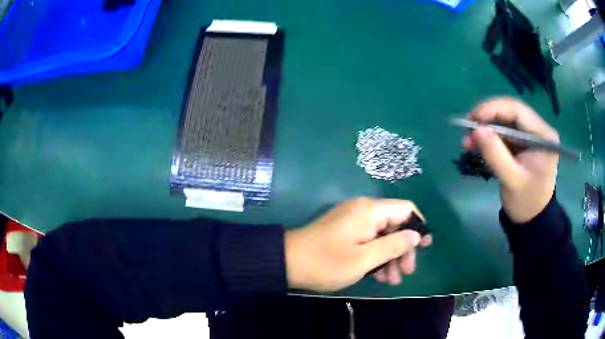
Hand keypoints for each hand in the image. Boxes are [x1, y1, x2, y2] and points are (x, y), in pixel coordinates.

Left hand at [285, 198, 431, 291]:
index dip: (419, 226)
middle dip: (403, 249)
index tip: (425, 247)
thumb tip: (416, 235)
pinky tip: (380, 276)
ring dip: (391, 257)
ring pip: (383, 236)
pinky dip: (377, 257)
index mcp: (370, 211)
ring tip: (392, 281)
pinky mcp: (346, 232)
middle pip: (395, 225)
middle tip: (406, 273)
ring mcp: (353, 221)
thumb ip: (393, 245)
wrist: (287, 263)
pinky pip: (369, 241)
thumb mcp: (364, 259)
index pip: (406, 209)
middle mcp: (364, 211)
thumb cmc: (326, 262)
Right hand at [463, 98, 558, 222]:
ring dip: (486, 129)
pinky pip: (504, 133)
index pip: (517, 110)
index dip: (493, 109)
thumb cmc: (526, 202)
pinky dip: (489, 138)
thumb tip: (476, 129)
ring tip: (467, 141)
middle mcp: (538, 129)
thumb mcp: (511, 180)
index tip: (473, 119)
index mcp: (543, 136)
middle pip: (510, 112)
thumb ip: (495, 154)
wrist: (531, 219)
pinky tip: (475, 145)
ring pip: (505, 121)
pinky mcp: (523, 142)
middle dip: (487, 118)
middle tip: (467, 128)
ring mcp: (530, 135)